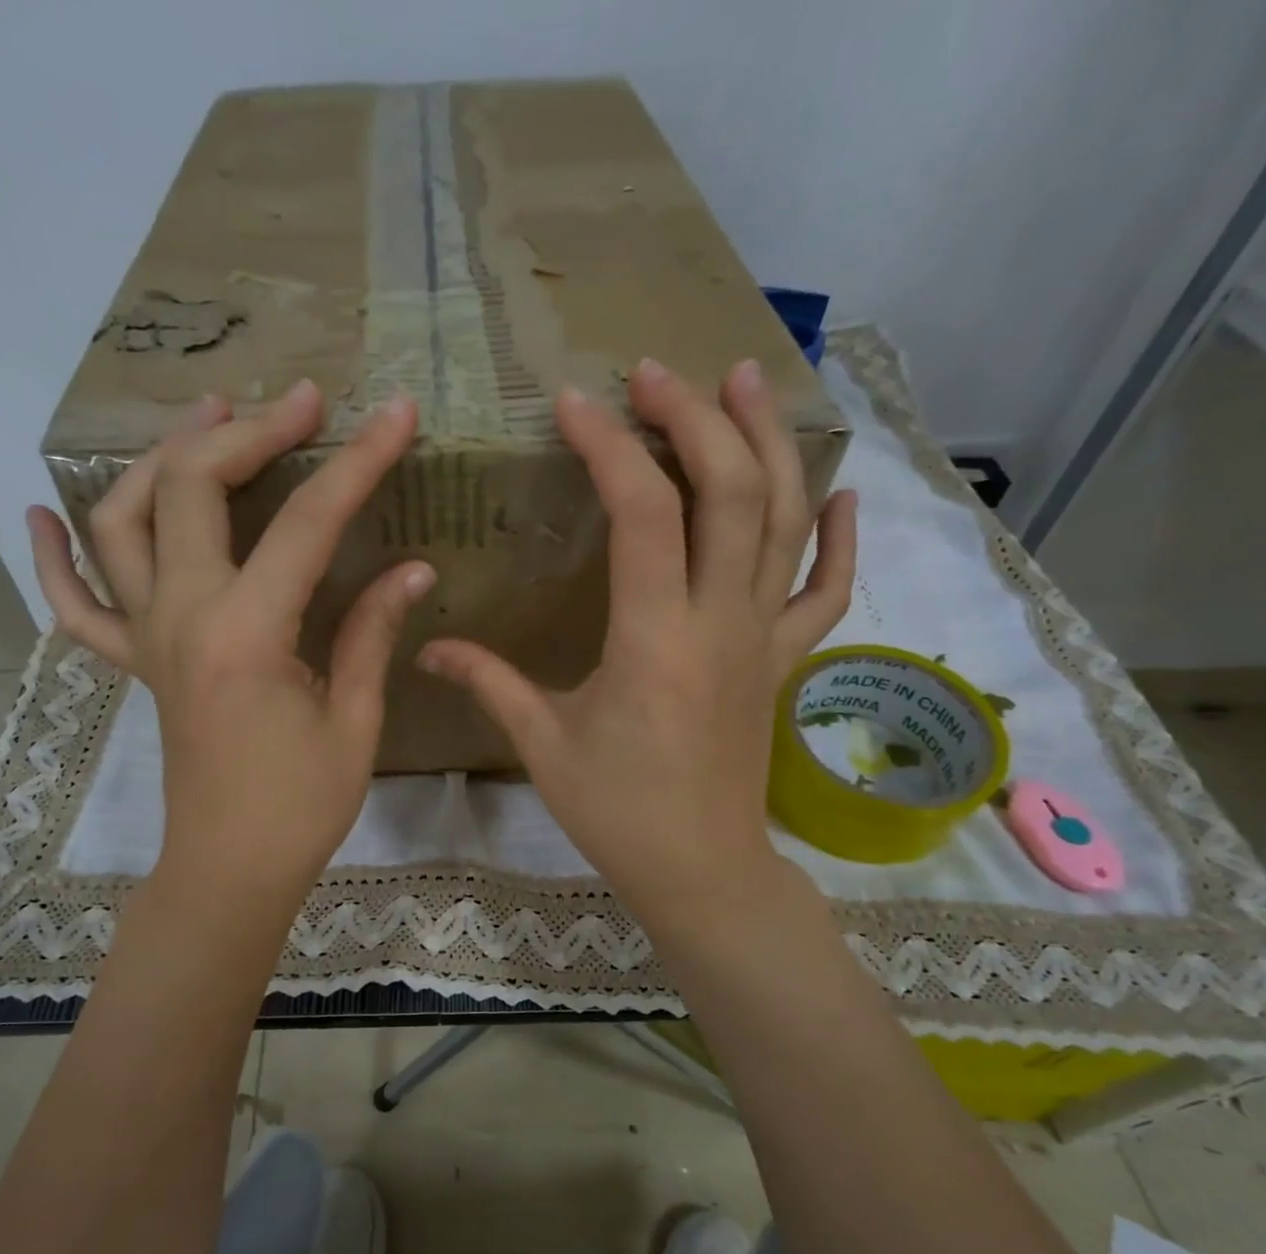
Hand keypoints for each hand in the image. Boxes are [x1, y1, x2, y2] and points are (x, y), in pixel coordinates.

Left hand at [28, 381, 430, 912]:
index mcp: (246, 633)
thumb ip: (371, 633)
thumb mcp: (353, 721)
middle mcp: (182, 617)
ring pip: (122, 521)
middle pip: (194, 489)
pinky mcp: (134, 664)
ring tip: (205, 420)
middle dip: (250, 431)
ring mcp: (146, 638)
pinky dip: (53, 557)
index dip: (359, 462)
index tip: (395, 414)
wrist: (228, 869)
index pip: (308, 523)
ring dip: (159, 459)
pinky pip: (76, 605)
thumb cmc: (300, 808)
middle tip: (302, 403)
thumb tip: (411, 567)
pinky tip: (42, 516)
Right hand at [418, 357, 855, 953]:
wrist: (701, 868)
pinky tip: (838, 490)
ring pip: (784, 520)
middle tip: (657, 372)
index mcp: (655, 638)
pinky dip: (838, 536)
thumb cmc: (617, 811)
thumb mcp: (543, 744)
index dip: (610, 447)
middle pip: (730, 491)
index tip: (574, 403)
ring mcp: (763, 637)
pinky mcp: (784, 660)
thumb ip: (489, 681)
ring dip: (768, 442)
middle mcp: (721, 621)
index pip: (643, 513)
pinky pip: (827, 588)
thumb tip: (426, 646)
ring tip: (747, 380)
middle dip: (695, 417)